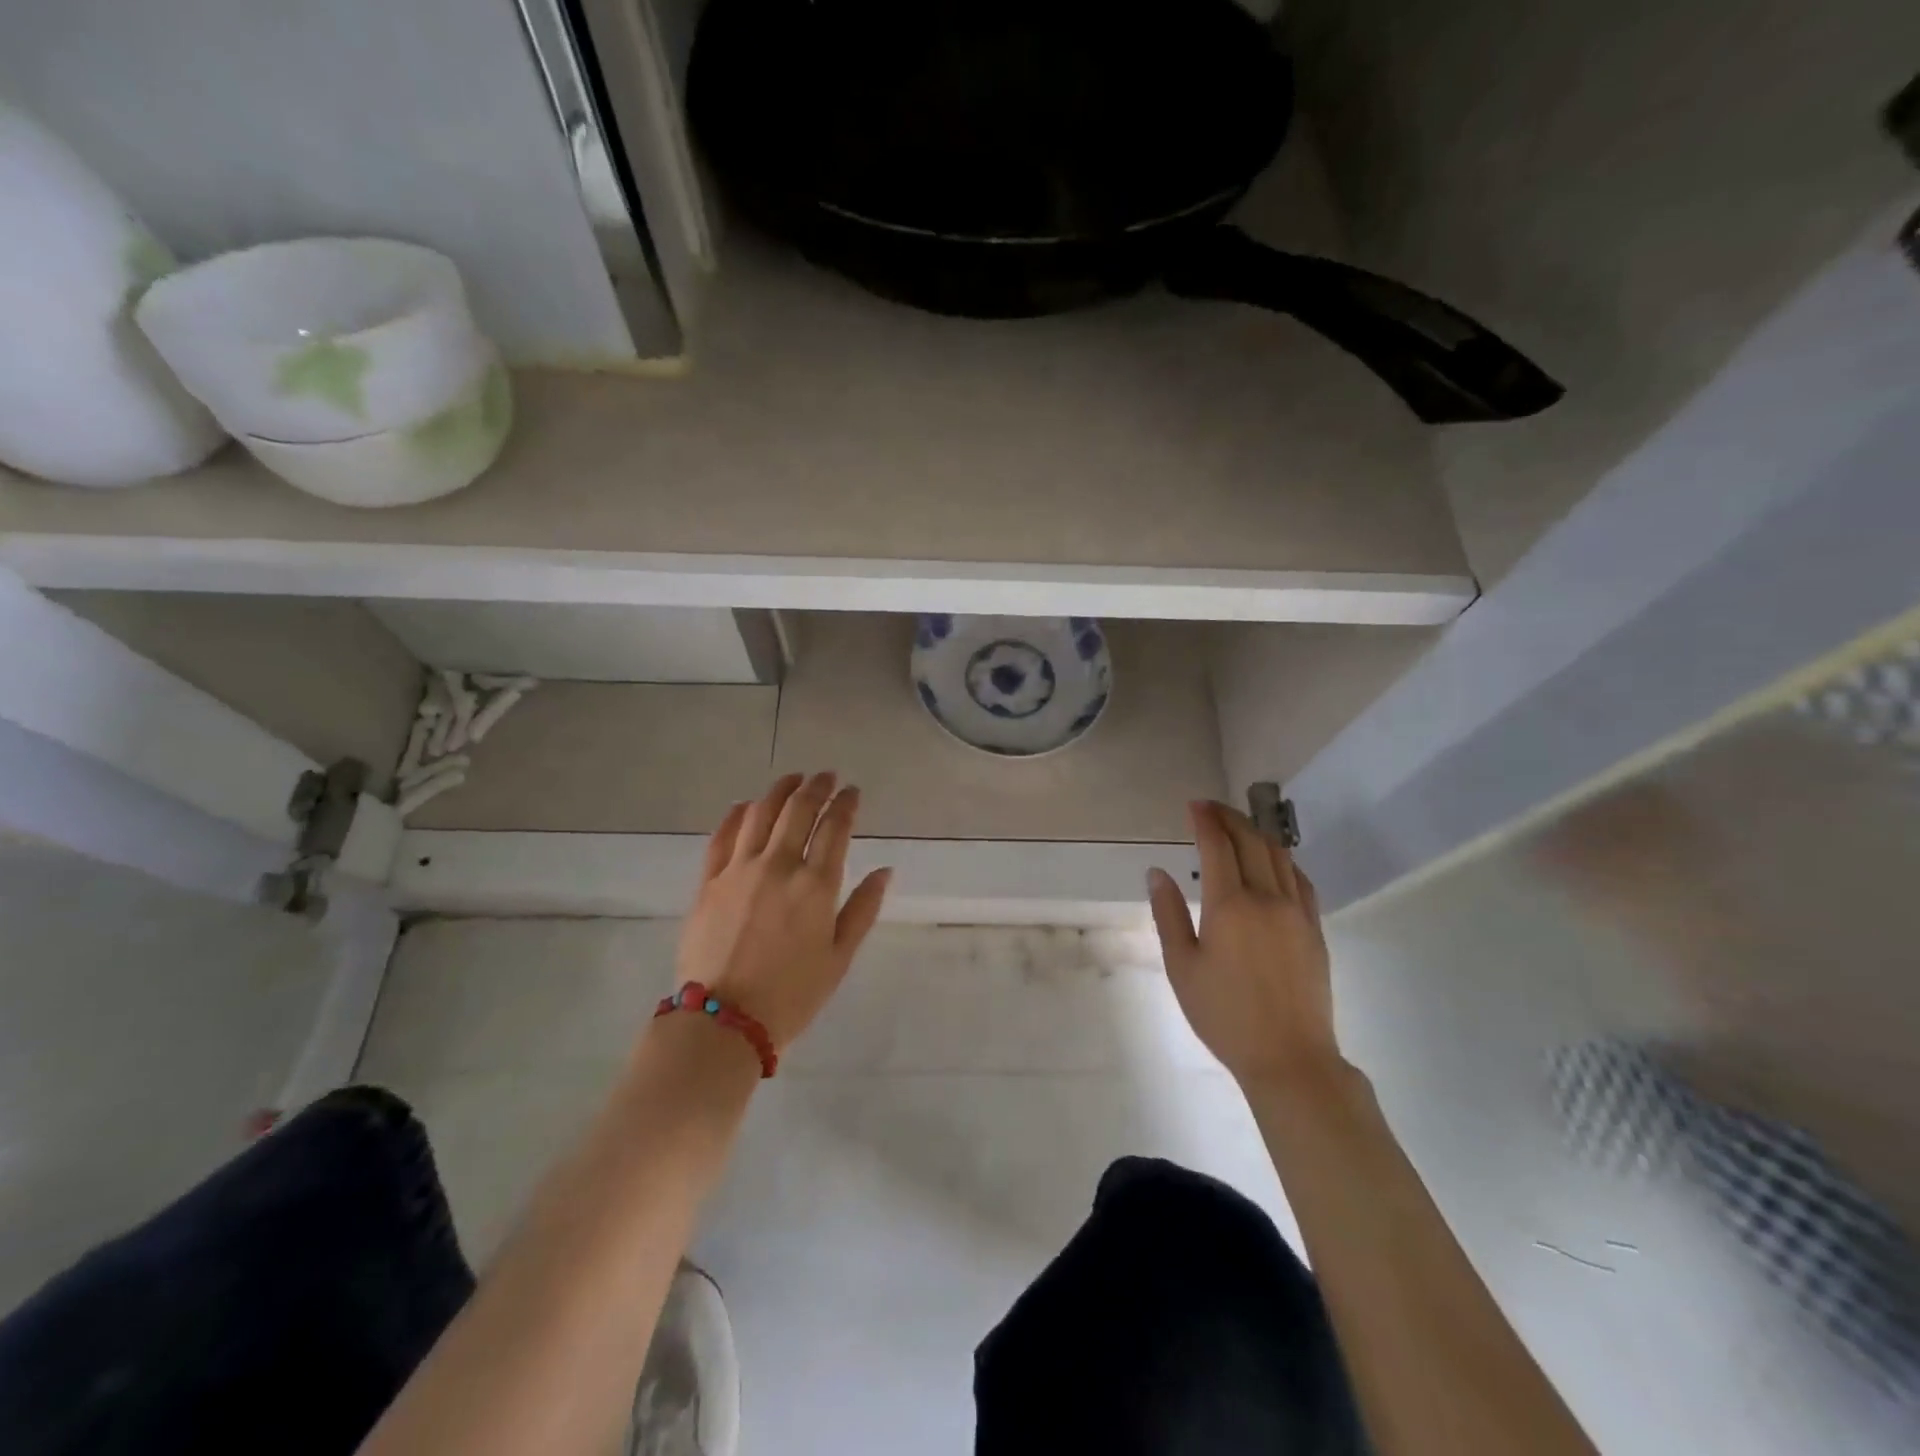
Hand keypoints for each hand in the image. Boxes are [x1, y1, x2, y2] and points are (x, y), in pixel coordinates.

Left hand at [674, 772, 891, 1048]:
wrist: (723, 1022)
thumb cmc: (792, 995)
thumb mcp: (839, 957)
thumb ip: (863, 909)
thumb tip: (884, 871)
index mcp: (816, 885)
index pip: (835, 827)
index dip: (846, 803)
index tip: (853, 791)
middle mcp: (778, 866)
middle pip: (798, 810)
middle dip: (816, 787)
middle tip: (827, 776)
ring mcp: (739, 870)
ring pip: (761, 814)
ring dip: (779, 790)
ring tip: (793, 779)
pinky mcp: (709, 881)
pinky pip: (723, 836)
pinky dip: (737, 815)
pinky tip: (747, 806)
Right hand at [1147, 800, 1341, 1087]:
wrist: (1289, 1057)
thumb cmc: (1225, 1015)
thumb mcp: (1182, 967)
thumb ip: (1168, 915)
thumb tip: (1157, 873)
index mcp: (1230, 906)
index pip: (1217, 846)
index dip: (1204, 820)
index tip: (1193, 805)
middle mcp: (1268, 898)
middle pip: (1252, 841)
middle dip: (1230, 817)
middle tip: (1211, 809)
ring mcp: (1297, 912)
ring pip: (1280, 855)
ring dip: (1257, 833)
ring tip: (1238, 827)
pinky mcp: (1315, 928)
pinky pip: (1300, 879)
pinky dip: (1282, 859)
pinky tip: (1272, 862)